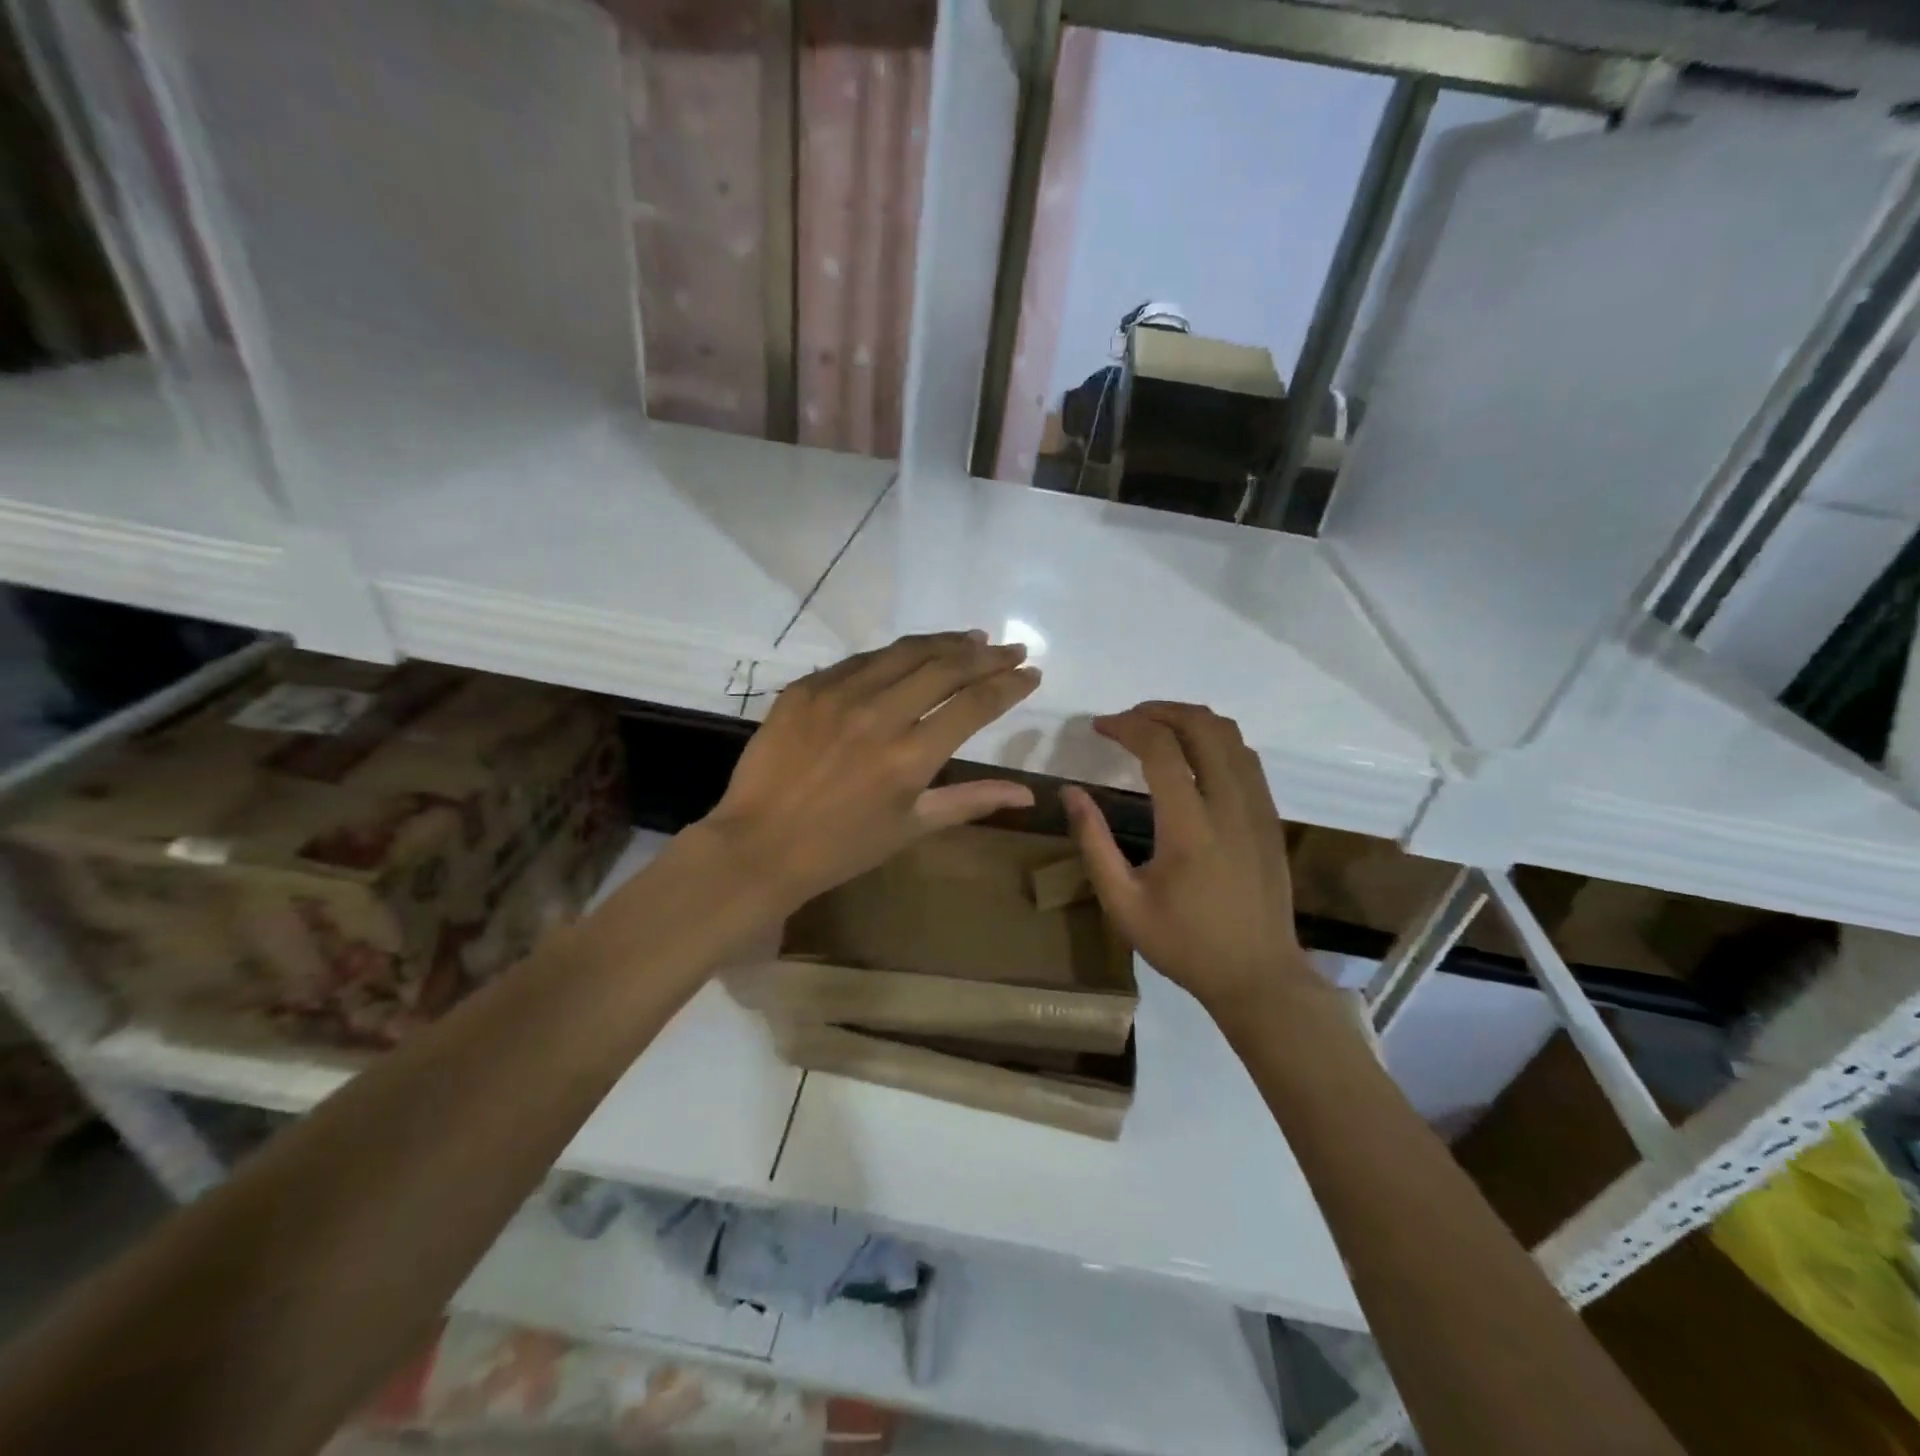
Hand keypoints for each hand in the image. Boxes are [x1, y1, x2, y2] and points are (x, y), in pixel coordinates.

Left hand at [700, 631, 1041, 909]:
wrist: (759, 846)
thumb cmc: (842, 847)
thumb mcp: (912, 827)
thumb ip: (972, 801)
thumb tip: (1029, 794)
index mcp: (910, 757)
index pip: (974, 705)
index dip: (1009, 685)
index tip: (1030, 673)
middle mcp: (879, 715)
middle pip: (945, 667)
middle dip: (986, 656)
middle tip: (1010, 648)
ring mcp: (837, 696)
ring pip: (903, 652)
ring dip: (944, 642)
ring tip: (971, 638)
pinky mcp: (805, 689)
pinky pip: (860, 660)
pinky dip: (893, 655)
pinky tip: (909, 654)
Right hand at [1061, 703, 1322, 1024]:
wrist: (1258, 976)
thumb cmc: (1184, 943)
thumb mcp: (1123, 903)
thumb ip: (1094, 843)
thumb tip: (1071, 792)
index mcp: (1190, 827)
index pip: (1161, 749)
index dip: (1127, 726)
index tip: (1099, 727)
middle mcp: (1230, 805)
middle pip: (1203, 726)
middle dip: (1160, 710)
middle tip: (1127, 721)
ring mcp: (1258, 808)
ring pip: (1231, 735)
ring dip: (1190, 720)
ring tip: (1155, 730)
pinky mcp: (1271, 817)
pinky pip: (1246, 757)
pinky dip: (1215, 740)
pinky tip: (1192, 757)